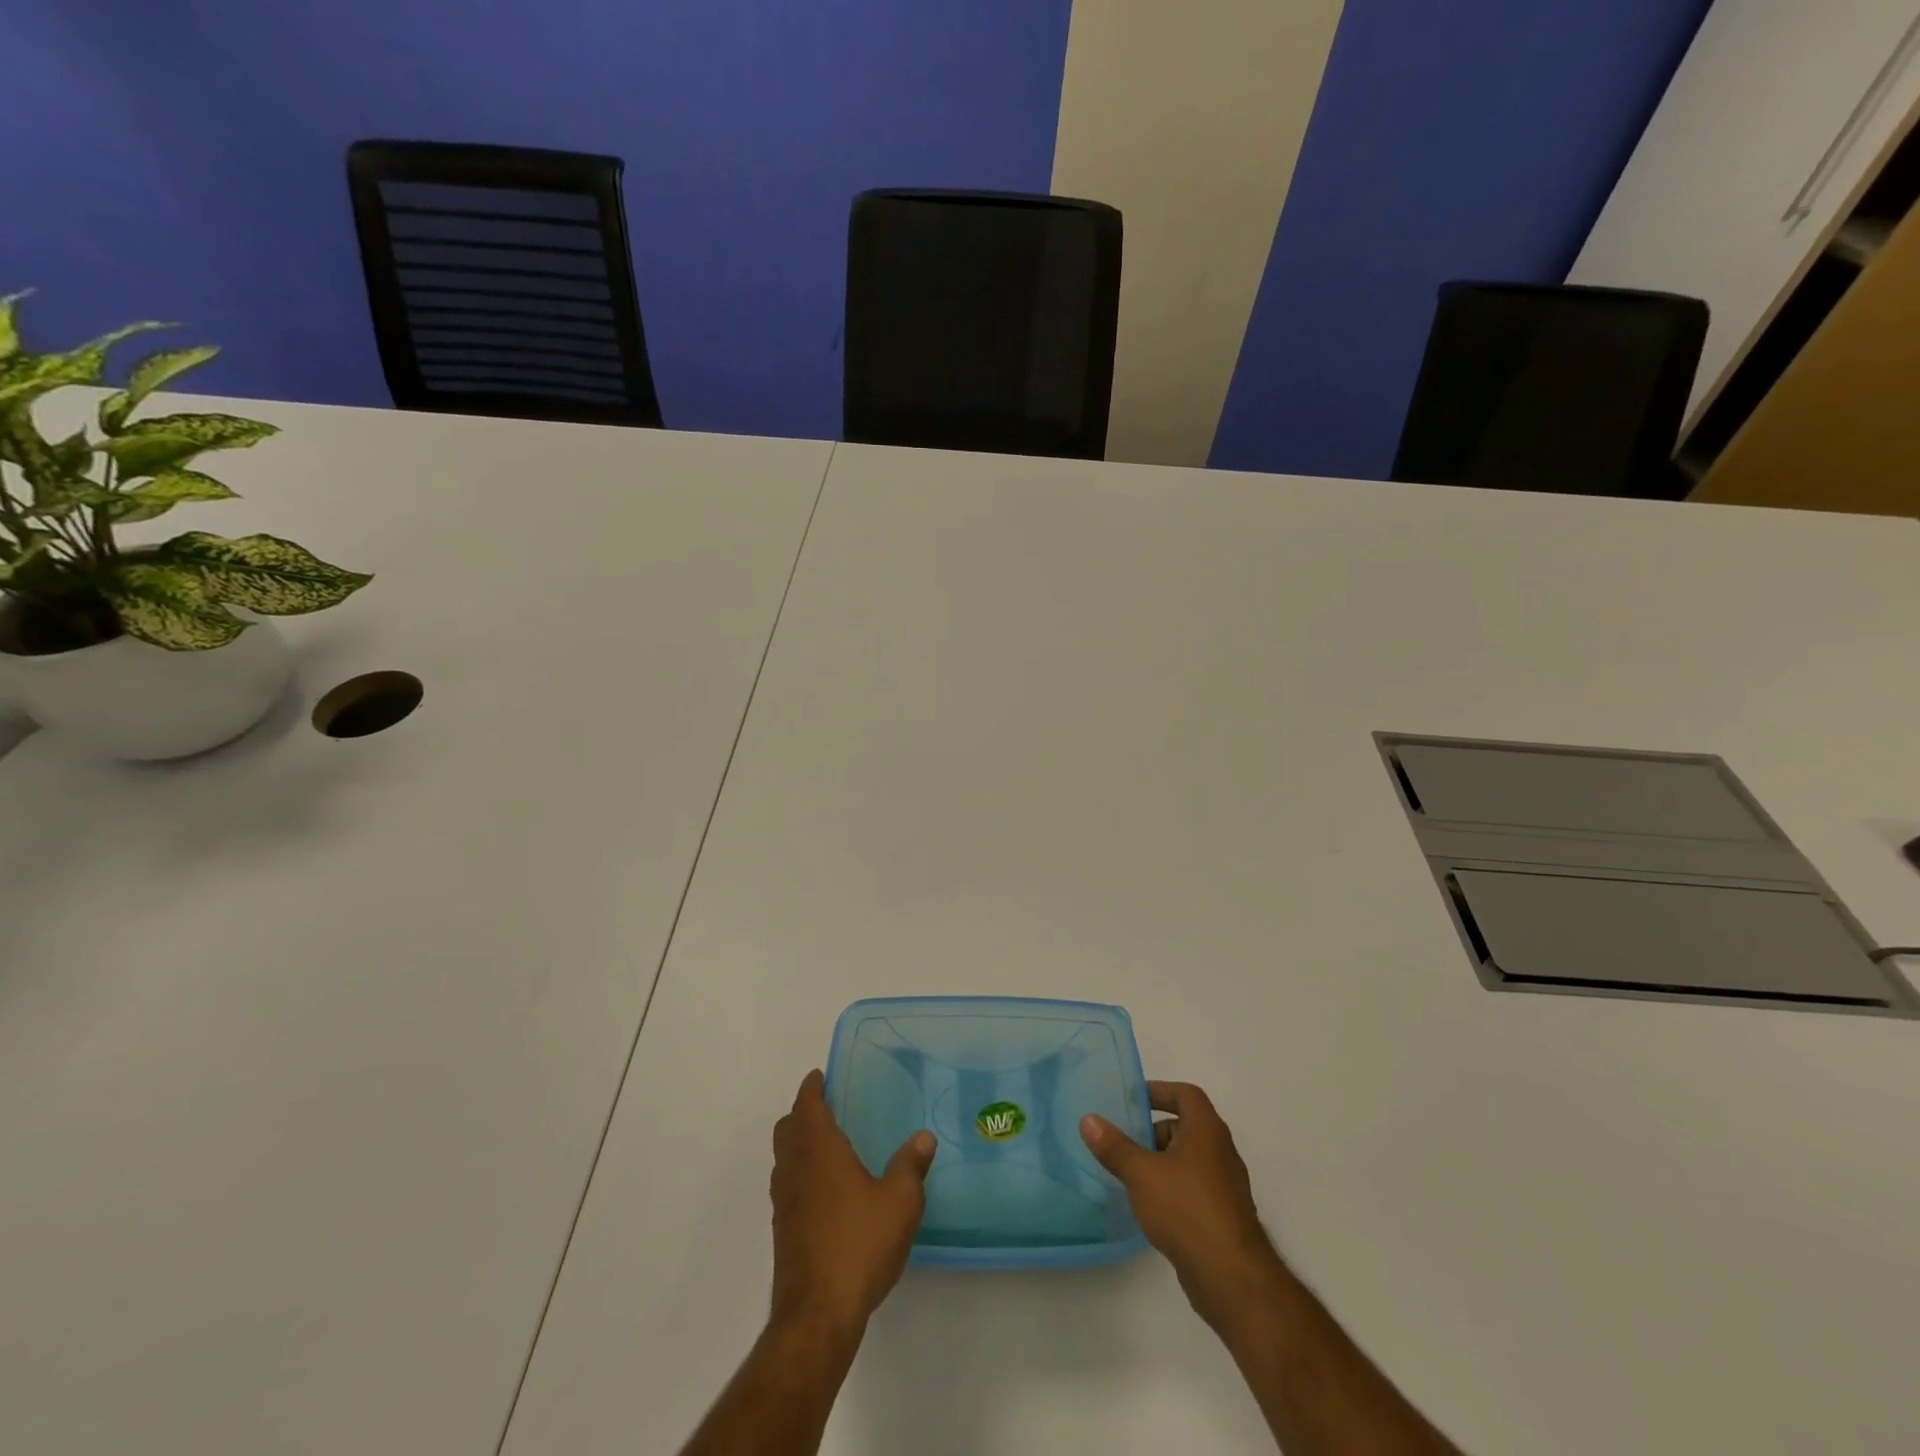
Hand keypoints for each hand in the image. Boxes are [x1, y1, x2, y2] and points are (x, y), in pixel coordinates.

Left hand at [770, 1069, 935, 1339]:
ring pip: (784, 1158)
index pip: (806, 1105)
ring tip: (829, 1147)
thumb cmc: (859, 1244)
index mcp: (819, 1150)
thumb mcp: (899, 1202)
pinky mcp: (782, 1231)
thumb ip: (911, 1166)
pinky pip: (787, 1186)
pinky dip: (800, 1174)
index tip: (820, 1076)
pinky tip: (827, 1192)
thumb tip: (923, 1138)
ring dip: (799, 1144)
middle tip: (827, 1107)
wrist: (817, 1314)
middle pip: (787, 1128)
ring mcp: (783, 1202)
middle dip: (802, 1113)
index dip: (812, 1088)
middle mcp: (794, 1169)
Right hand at [1081, 1081, 1286, 1332]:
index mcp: (1206, 1130)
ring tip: (1130, 1175)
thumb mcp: (1141, 1173)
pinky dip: (1172, 1187)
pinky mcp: (1223, 1215)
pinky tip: (1151, 1207)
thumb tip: (1088, 1119)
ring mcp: (1225, 1185)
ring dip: (1161, 1161)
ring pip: (1188, 1159)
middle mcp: (1220, 1151)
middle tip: (1123, 1142)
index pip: (1186, 1094)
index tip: (1132, 1099)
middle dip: (1153, 1131)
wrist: (1231, 1277)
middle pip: (1185, 1126)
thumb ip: (1114, 1146)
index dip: (1160, 1090)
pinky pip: (1193, 1187)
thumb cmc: (1186, 1209)